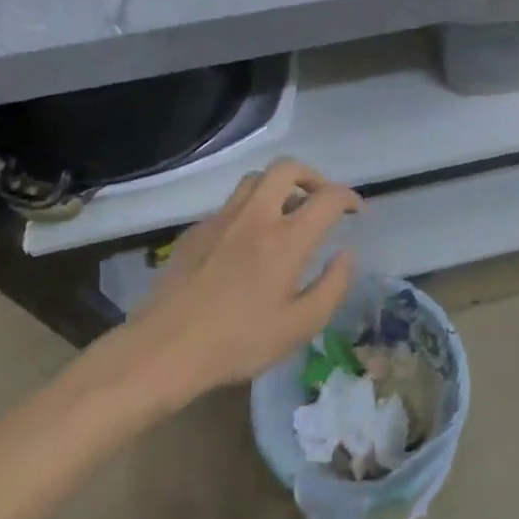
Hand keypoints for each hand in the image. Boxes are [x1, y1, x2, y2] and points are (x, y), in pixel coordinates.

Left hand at [64, 159, 359, 427]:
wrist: (163, 349)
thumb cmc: (238, 341)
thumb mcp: (299, 327)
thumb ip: (332, 287)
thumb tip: (345, 255)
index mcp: (287, 238)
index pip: (328, 197)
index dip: (349, 197)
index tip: (356, 210)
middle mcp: (256, 216)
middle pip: (287, 168)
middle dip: (312, 177)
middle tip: (320, 201)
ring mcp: (222, 219)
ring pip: (256, 180)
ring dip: (279, 187)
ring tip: (286, 215)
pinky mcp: (196, 230)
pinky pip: (231, 204)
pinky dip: (250, 209)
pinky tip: (247, 242)